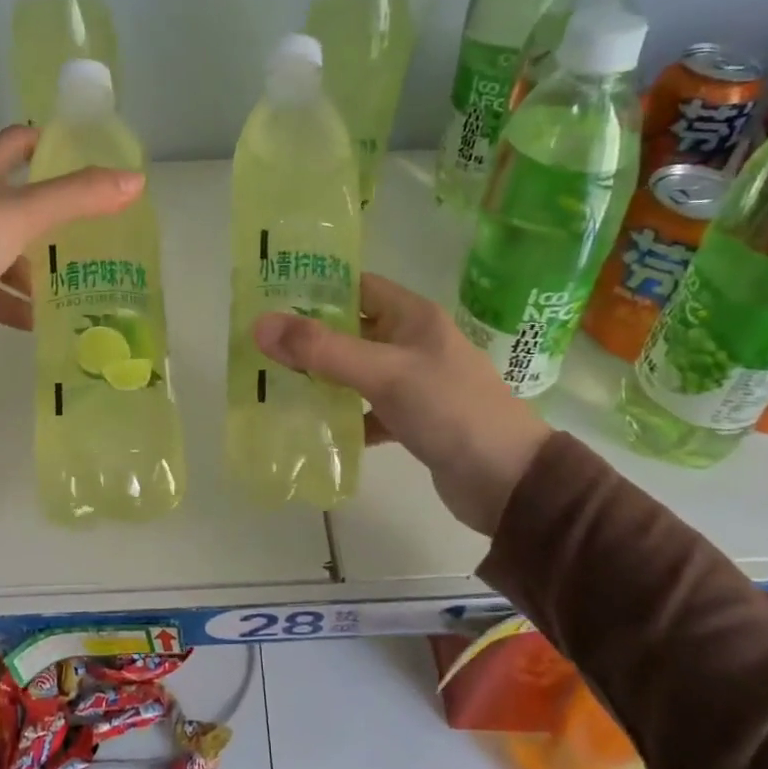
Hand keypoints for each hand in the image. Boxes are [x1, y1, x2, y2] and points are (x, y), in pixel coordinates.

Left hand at [0, 125, 143, 352]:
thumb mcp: (23, 214)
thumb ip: (78, 197)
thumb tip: (137, 179)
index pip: (18, 143)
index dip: (51, 144)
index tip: (89, 158)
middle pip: (17, 200)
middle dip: (56, 215)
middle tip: (97, 228)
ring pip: (6, 250)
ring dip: (37, 266)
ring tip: (78, 281)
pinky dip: (14, 303)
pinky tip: (41, 320)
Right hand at [253, 274, 550, 536]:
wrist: (508, 482)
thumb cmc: (450, 410)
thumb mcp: (383, 373)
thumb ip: (322, 350)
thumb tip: (260, 325)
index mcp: (413, 317)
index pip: (358, 286)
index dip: (316, 287)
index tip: (270, 297)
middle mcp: (413, 343)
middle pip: (352, 329)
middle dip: (310, 336)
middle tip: (262, 344)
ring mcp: (414, 382)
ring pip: (357, 370)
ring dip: (322, 376)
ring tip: (274, 380)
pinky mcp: (412, 419)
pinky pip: (367, 409)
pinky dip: (343, 415)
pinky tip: (312, 426)